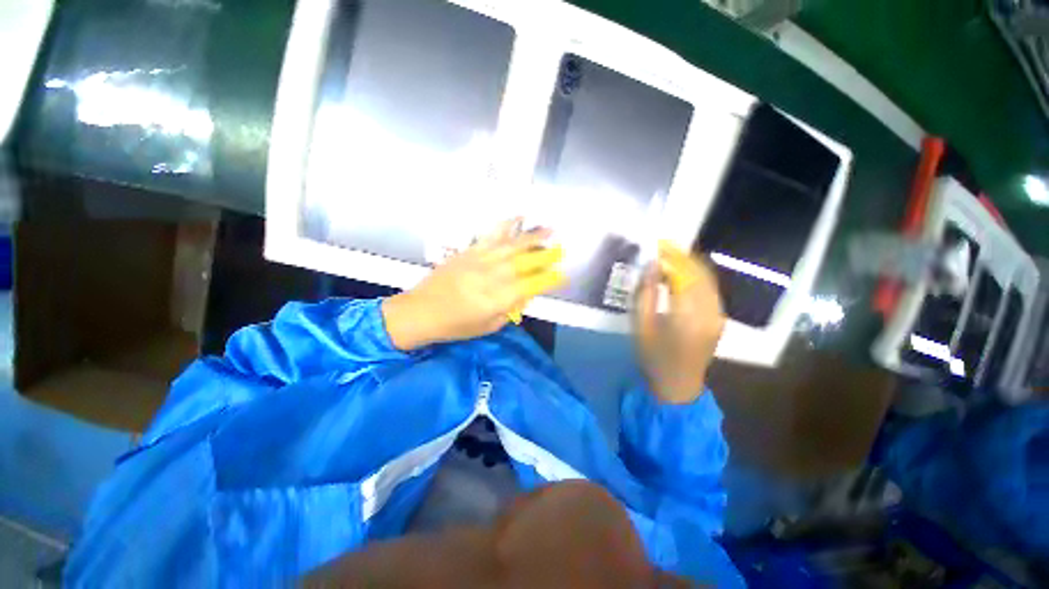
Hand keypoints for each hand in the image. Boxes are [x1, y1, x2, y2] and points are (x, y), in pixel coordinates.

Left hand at [382, 219, 565, 350]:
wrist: (421, 311)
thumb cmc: (456, 325)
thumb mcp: (489, 326)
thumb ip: (510, 309)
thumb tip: (526, 294)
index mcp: (499, 299)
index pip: (531, 286)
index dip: (548, 280)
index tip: (561, 274)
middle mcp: (493, 276)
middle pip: (525, 262)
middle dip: (546, 255)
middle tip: (561, 249)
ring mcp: (481, 260)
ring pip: (512, 245)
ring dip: (533, 236)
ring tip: (549, 229)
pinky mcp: (470, 250)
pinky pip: (492, 235)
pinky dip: (507, 225)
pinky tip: (518, 217)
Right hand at [634, 241, 725, 403]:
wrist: (679, 384)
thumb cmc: (654, 356)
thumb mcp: (641, 325)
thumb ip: (645, 293)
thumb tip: (651, 266)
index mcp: (687, 315)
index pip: (683, 274)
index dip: (670, 256)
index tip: (656, 244)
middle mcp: (709, 311)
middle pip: (699, 272)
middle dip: (681, 255)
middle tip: (662, 245)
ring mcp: (719, 314)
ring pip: (708, 278)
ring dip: (690, 263)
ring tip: (670, 255)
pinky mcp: (720, 317)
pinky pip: (710, 288)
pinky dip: (697, 275)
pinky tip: (682, 273)